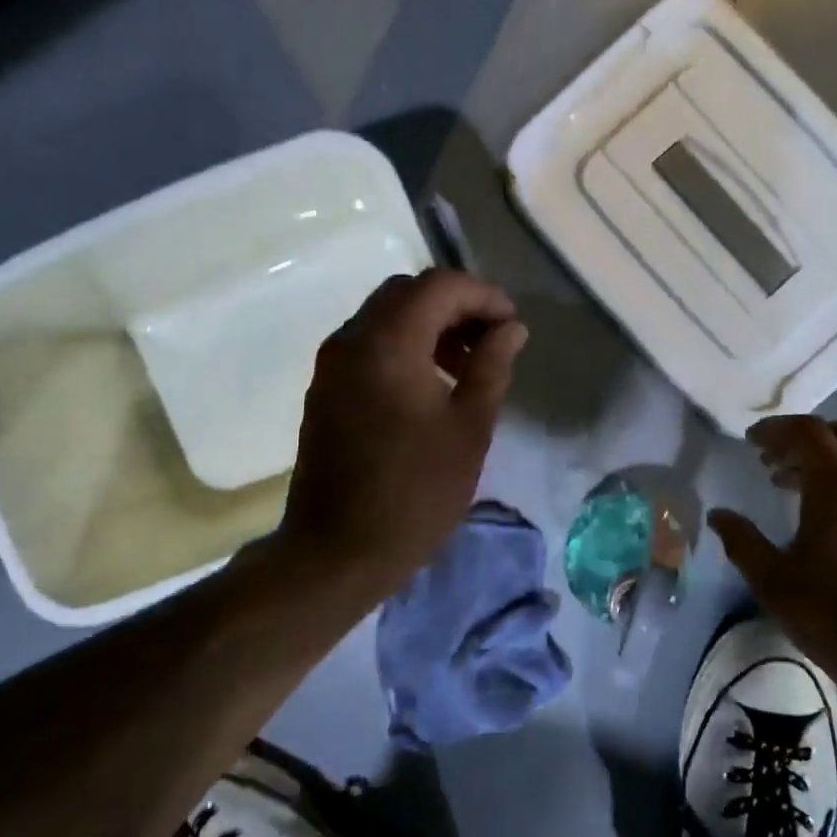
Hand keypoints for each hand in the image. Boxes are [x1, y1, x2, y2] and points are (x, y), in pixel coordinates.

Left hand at [275, 269, 526, 601]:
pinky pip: (369, 344)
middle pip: (408, 292)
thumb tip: (511, 328)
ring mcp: (332, 363)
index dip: (483, 295)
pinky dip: (404, 346)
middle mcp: (352, 339)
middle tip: (491, 342)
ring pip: (386, 316)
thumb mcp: (469, 429)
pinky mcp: (325, 388)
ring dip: (429, 325)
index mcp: (388, 343)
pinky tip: (430, 385)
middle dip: (455, 306)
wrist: (337, 550)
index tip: (511, 326)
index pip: (439, 286)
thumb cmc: (415, 492)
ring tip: (466, 367)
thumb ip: (492, 366)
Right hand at [709, 415, 836, 716]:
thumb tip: (719, 515)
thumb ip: (742, 541)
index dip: (776, 429)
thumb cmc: (835, 616)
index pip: (808, 432)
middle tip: (771, 460)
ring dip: (823, 464)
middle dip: (802, 439)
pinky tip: (826, 523)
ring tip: (789, 489)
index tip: (751, 441)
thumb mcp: (773, 581)